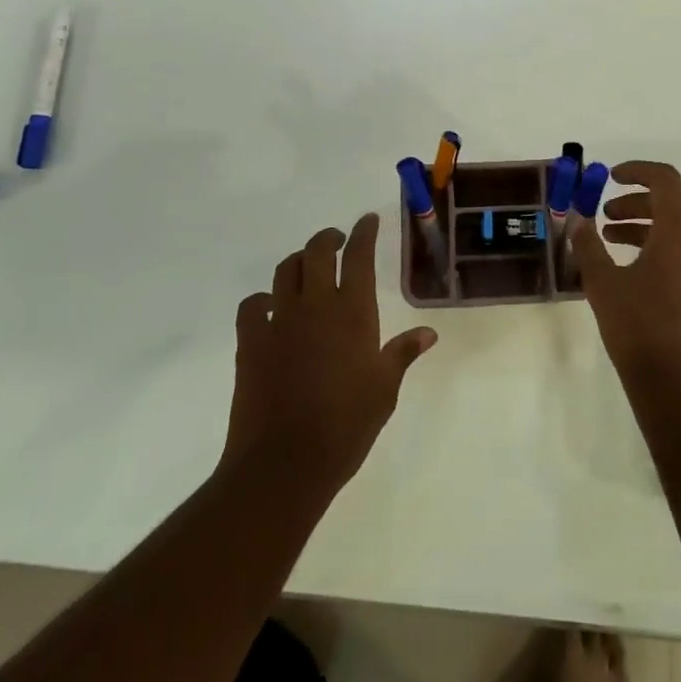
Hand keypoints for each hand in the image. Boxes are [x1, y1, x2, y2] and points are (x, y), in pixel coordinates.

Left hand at [222, 213, 437, 499]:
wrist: (285, 461)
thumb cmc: (346, 426)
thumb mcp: (385, 389)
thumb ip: (403, 353)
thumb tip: (429, 333)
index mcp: (352, 312)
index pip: (358, 256)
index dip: (364, 232)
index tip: (367, 220)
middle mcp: (315, 305)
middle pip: (317, 252)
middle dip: (328, 238)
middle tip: (338, 240)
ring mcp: (279, 321)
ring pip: (285, 271)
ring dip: (298, 261)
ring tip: (307, 268)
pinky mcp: (251, 342)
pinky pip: (252, 306)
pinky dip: (262, 299)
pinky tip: (269, 307)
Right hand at [569, 161, 680, 391]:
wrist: (676, 385)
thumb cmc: (638, 326)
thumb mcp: (602, 282)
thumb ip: (589, 245)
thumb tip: (580, 221)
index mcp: (680, 231)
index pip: (665, 180)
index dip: (637, 171)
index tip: (610, 177)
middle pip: (671, 204)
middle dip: (635, 203)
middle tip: (605, 214)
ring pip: (678, 230)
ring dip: (645, 226)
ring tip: (610, 240)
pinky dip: (658, 247)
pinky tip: (631, 270)